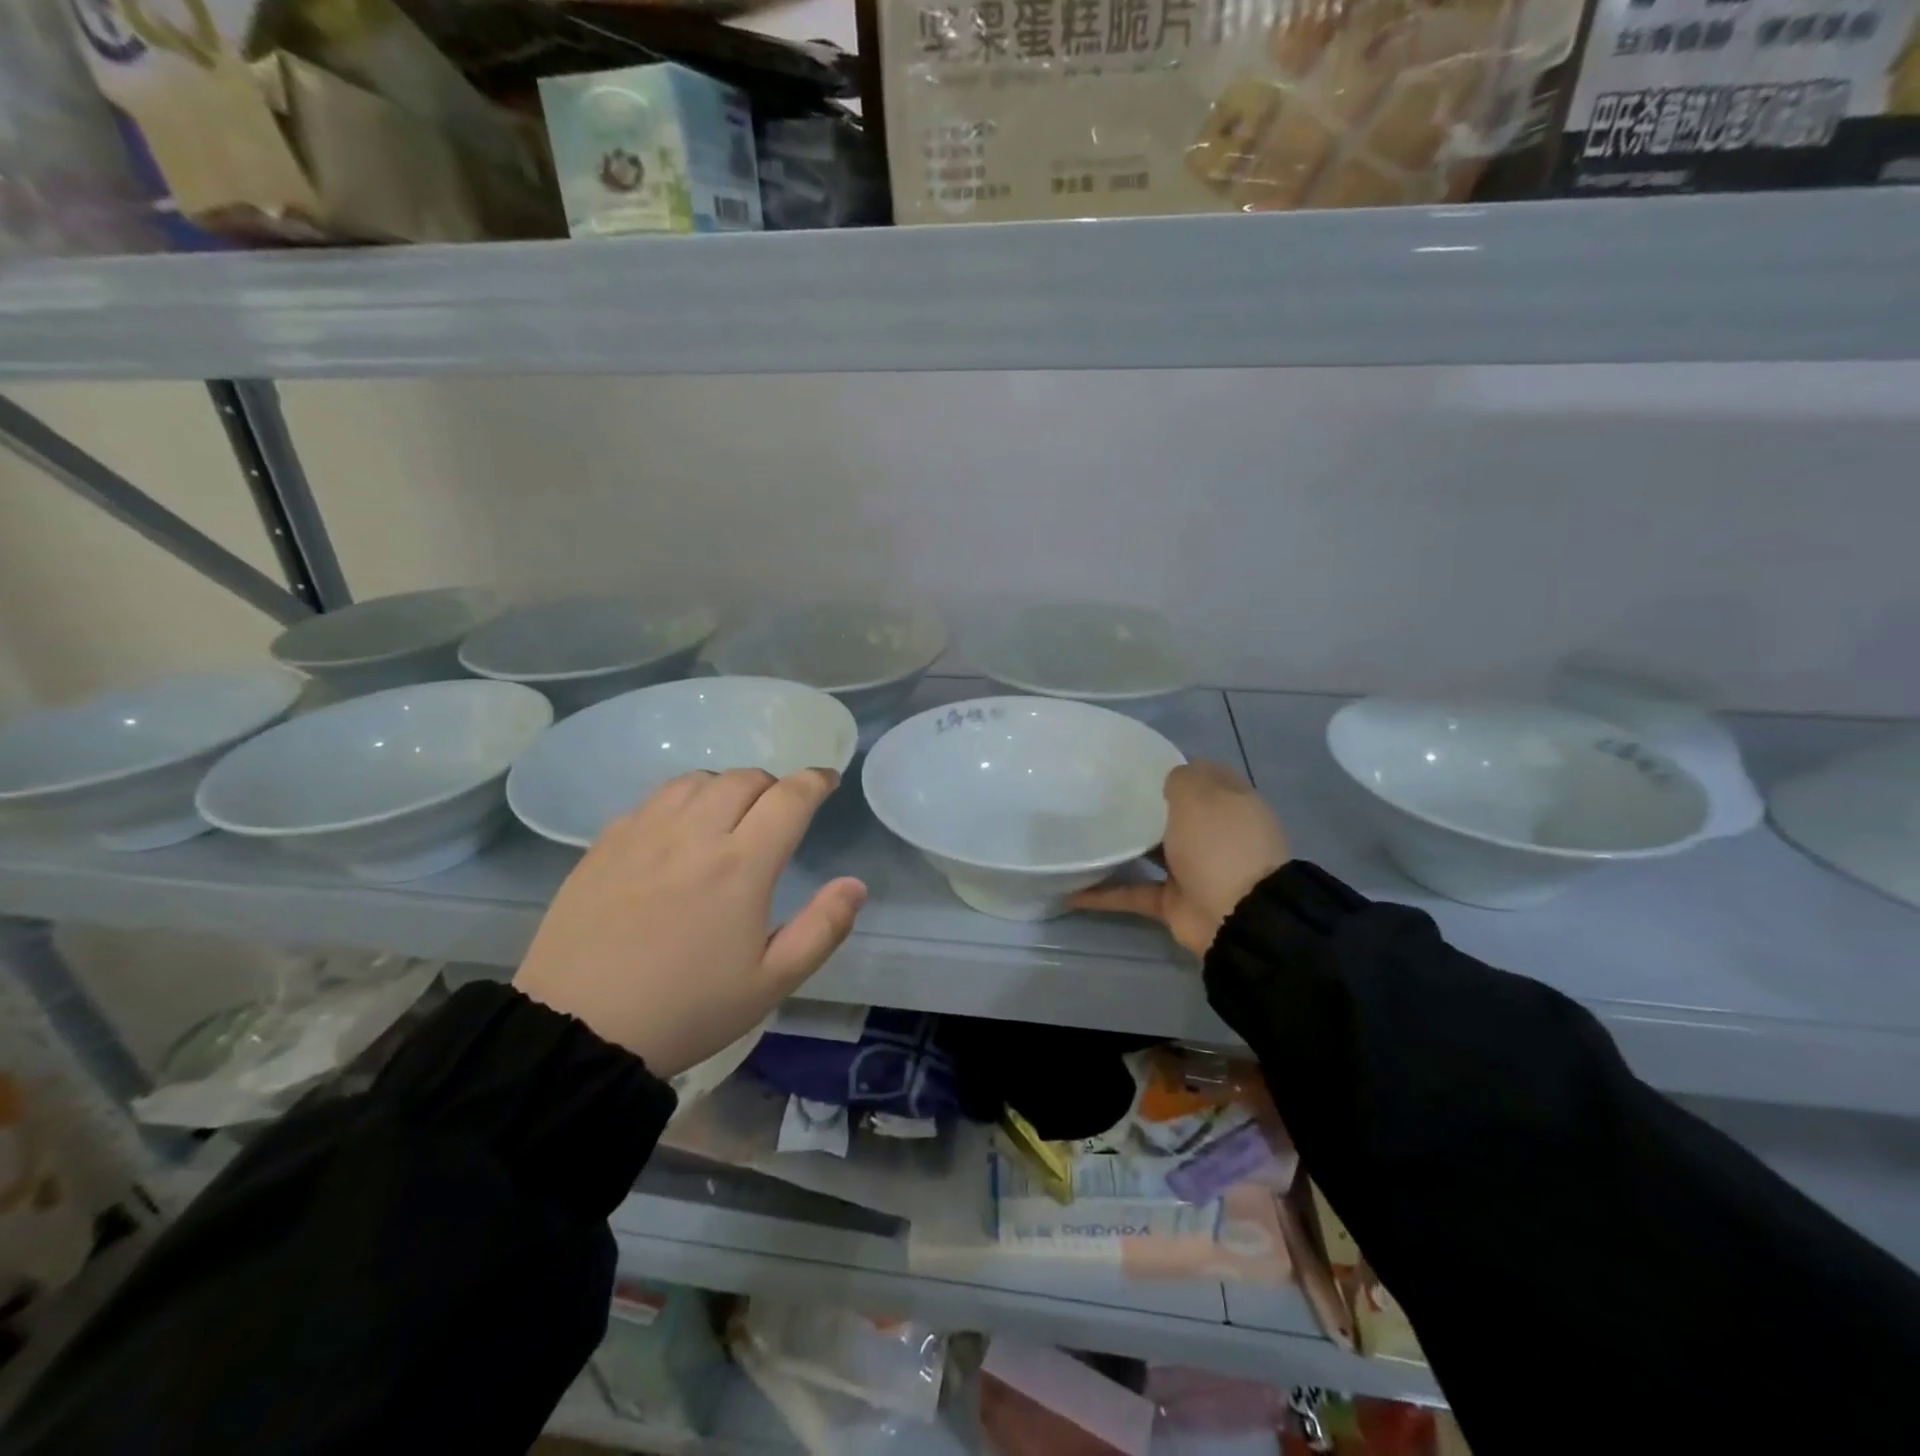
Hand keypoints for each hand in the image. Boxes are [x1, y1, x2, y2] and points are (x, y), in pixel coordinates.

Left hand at [514, 768, 866, 1077]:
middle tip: (779, 812)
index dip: (815, 781)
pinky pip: (654, 798)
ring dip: (726, 787)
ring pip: (697, 780)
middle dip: (773, 786)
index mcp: (742, 865)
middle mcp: (695, 834)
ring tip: (730, 815)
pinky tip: (679, 830)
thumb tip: (855, 884)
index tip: (827, 781)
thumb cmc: (687, 1009)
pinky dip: (682, 799)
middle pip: (744, 779)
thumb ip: (822, 928)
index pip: (790, 798)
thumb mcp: (771, 983)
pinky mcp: (606, 842)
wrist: (578, 1030)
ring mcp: (645, 832)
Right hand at [1070, 761, 1287, 955]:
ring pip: (1152, 852)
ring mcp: (1195, 870)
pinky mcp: (1174, 902)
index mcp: (1230, 804)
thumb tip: (1170, 778)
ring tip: (1083, 833)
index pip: (1203, 775)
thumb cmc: (1219, 843)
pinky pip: (1134, 893)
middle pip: (1175, 814)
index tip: (1135, 764)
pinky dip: (1107, 894)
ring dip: (1123, 846)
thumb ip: (1180, 779)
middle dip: (1143, 805)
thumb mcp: (1199, 795)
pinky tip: (1073, 891)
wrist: (1238, 918)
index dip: (1173, 768)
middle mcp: (1214, 835)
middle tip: (1101, 794)